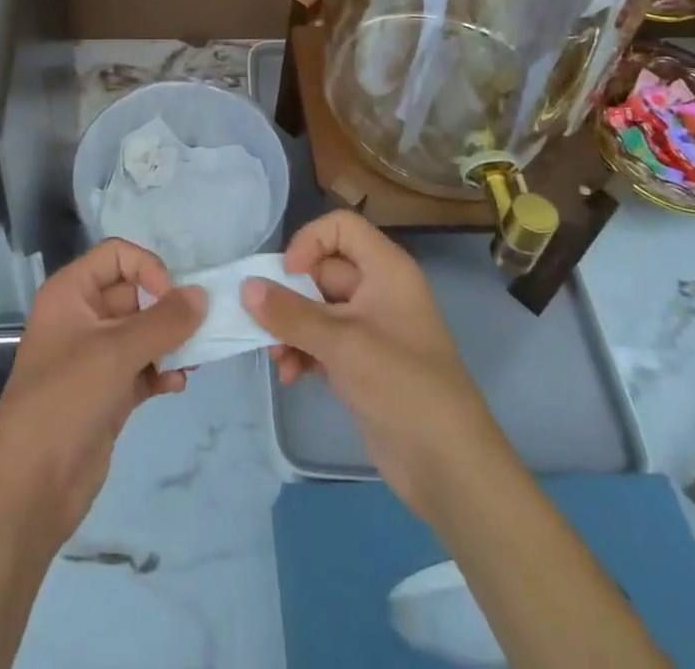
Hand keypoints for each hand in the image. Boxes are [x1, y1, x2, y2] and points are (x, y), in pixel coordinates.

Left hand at [0, 238, 202, 545]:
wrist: (30, 488)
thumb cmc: (66, 399)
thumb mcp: (117, 352)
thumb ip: (164, 320)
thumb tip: (201, 295)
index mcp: (70, 293)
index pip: (116, 255)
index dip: (147, 268)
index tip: (172, 298)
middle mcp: (81, 317)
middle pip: (134, 293)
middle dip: (167, 309)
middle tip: (198, 330)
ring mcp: (94, 357)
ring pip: (142, 333)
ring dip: (170, 342)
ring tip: (194, 360)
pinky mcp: (106, 393)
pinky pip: (142, 367)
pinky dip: (161, 371)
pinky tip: (177, 385)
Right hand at [242, 211, 498, 515]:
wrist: (448, 466)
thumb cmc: (400, 385)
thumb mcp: (341, 343)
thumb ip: (289, 313)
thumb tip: (245, 286)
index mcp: (385, 269)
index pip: (340, 227)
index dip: (310, 242)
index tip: (289, 275)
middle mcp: (378, 290)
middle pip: (322, 270)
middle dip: (290, 297)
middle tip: (265, 324)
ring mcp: (370, 329)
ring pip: (317, 309)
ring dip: (291, 329)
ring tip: (277, 360)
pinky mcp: (362, 364)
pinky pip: (322, 341)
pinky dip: (303, 352)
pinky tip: (291, 377)